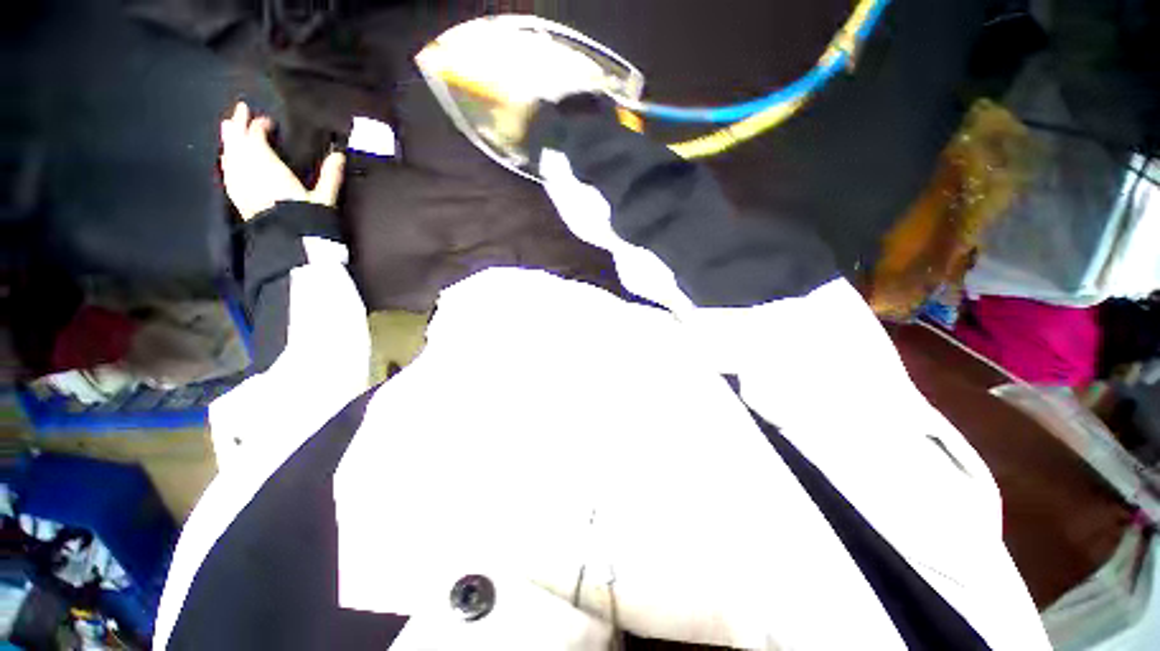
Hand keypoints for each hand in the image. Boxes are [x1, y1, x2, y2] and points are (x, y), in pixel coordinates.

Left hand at [219, 102, 345, 219]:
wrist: (286, 241)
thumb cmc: (306, 217)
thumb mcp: (324, 198)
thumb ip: (331, 176)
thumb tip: (340, 155)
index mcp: (267, 165)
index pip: (257, 137)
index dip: (261, 125)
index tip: (270, 122)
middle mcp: (247, 169)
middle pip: (237, 140)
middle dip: (238, 124)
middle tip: (240, 108)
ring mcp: (238, 182)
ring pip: (228, 153)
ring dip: (229, 138)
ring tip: (227, 127)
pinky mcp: (235, 195)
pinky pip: (227, 169)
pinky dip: (226, 158)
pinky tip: (226, 157)